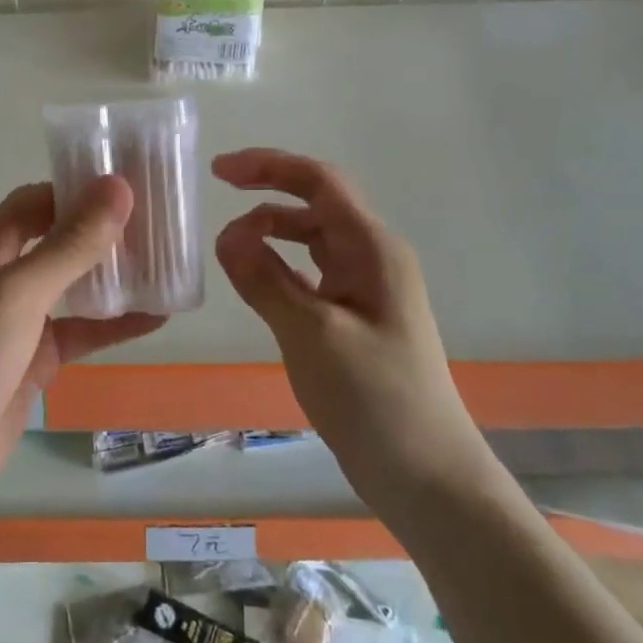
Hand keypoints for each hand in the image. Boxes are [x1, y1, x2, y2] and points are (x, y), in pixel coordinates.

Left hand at [0, 177, 163, 500]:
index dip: (83, 192)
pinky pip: (79, 328)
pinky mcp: (33, 354)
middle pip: (57, 237)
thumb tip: (118, 187)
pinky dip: (113, 322)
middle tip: (160, 222)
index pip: (38, 201)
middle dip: (104, 231)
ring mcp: (15, 314)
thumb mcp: (18, 293)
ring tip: (167, 261)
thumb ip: (71, 243)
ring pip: (72, 282)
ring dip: (113, 275)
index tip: (136, 188)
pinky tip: (158, 316)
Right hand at [213, 149, 484, 492]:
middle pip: (315, 206)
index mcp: (372, 249)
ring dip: (272, 234)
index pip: (319, 182)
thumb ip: (265, 279)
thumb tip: (225, 234)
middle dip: (267, 196)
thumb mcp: (311, 334)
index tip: (218, 171)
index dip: (269, 166)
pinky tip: (258, 283)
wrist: (426, 476)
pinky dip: (281, 268)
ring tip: (231, 250)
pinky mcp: (356, 319)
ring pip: (312, 242)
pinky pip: (312, 275)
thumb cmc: (373, 398)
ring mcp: (367, 290)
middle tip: (217, 204)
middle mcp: (373, 258)